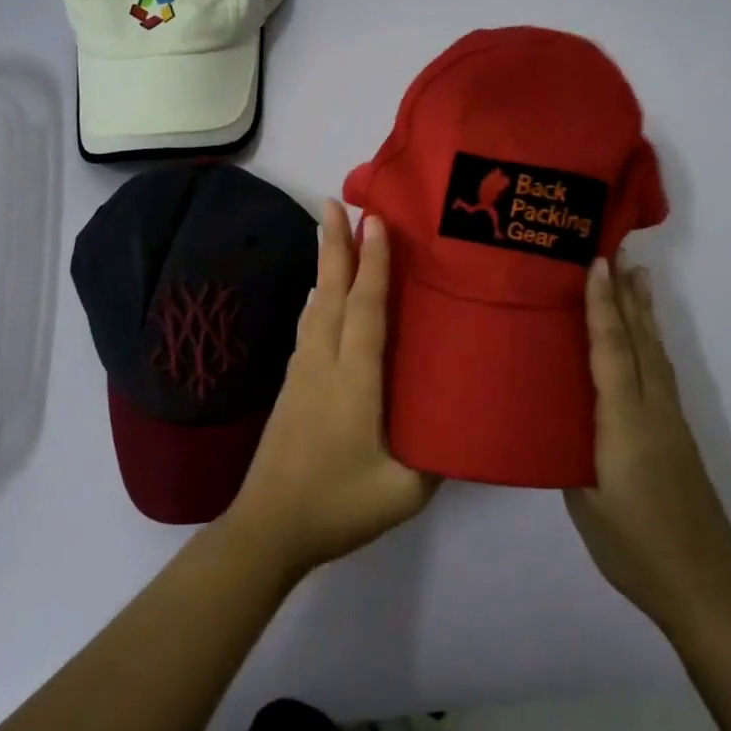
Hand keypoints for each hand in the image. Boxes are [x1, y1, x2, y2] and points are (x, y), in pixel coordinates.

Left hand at [224, 201, 437, 577]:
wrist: (267, 529)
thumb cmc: (338, 505)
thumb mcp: (404, 492)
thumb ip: (438, 459)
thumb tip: (463, 429)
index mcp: (354, 380)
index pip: (366, 308)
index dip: (373, 263)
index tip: (375, 221)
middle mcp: (324, 364)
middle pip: (331, 292)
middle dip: (335, 245)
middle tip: (335, 202)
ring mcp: (302, 375)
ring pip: (315, 308)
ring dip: (325, 268)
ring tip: (331, 236)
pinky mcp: (291, 389)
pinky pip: (308, 330)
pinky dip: (318, 302)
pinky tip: (320, 299)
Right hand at [566, 257, 730, 635]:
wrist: (706, 586)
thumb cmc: (635, 548)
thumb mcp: (586, 504)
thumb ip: (572, 457)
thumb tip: (562, 427)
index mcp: (624, 424)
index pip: (612, 351)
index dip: (601, 307)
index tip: (596, 265)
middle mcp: (652, 411)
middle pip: (641, 340)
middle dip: (627, 295)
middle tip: (619, 252)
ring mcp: (671, 422)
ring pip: (656, 353)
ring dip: (644, 313)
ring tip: (638, 279)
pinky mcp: (679, 435)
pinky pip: (661, 373)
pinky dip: (651, 342)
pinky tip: (646, 341)